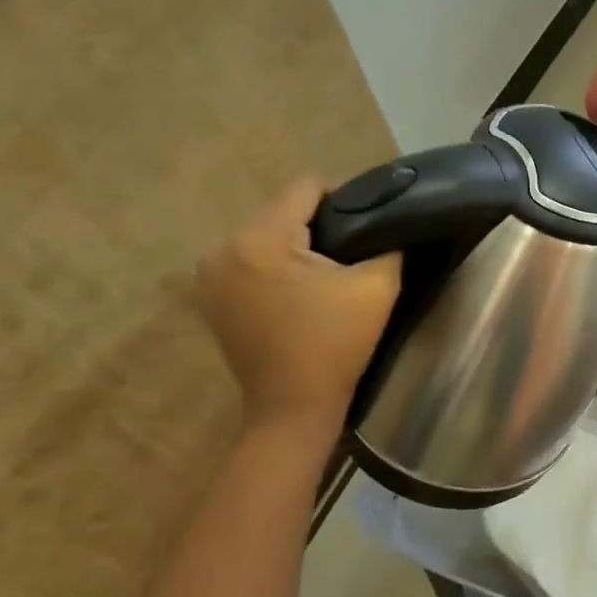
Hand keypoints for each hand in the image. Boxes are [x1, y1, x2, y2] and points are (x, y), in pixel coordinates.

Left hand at [194, 178, 400, 431]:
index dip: (346, 196)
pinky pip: (252, 260)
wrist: (293, 409)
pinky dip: (277, 266)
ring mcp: (209, 274)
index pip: (306, 188)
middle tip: (356, 249)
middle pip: (283, 211)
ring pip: (266, 235)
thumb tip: (387, 223)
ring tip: (330, 270)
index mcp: (260, 239)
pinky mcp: (210, 296)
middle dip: (320, 223)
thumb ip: (386, 243)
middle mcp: (223, 247)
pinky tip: (301, 290)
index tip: (372, 220)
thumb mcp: (377, 288)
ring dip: (297, 245)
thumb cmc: (336, 346)